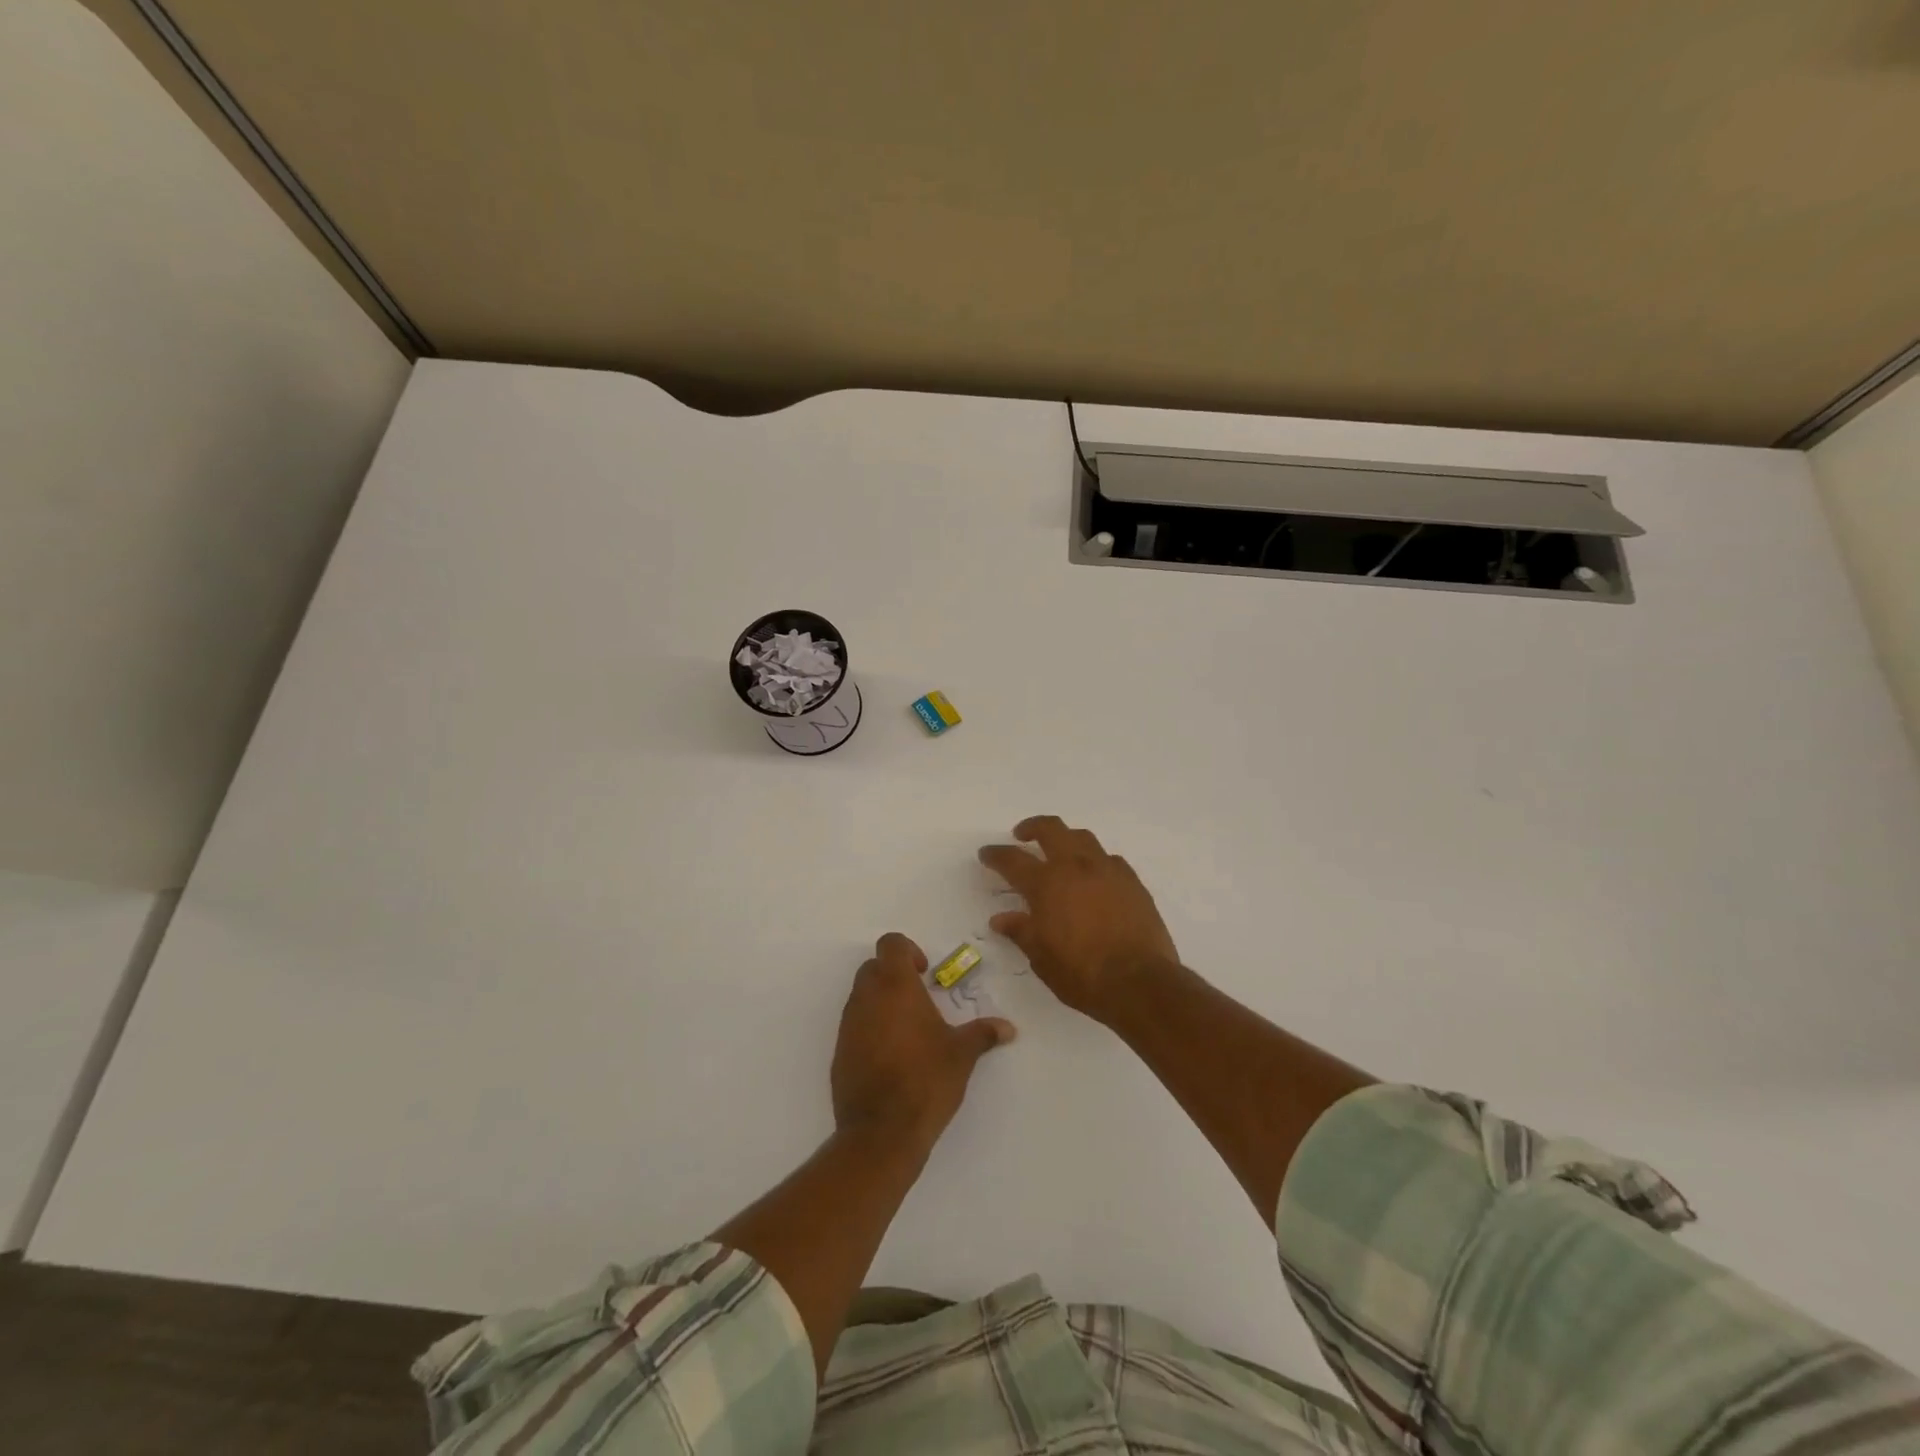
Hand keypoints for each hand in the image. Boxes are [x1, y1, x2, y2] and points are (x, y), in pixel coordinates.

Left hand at [831, 933, 1015, 1156]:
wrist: (881, 1132)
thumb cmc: (926, 1080)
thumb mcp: (962, 1055)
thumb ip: (983, 1033)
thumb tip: (1008, 1028)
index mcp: (895, 986)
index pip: (891, 944)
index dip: (908, 950)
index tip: (925, 973)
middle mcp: (866, 997)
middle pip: (873, 967)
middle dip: (894, 974)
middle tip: (919, 998)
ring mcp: (848, 1024)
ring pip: (861, 995)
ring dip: (881, 1001)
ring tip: (909, 1030)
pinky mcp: (839, 1051)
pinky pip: (854, 1025)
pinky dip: (870, 1028)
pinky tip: (892, 1056)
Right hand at [978, 816, 1179, 1023]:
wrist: (1139, 982)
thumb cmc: (1081, 973)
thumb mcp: (1041, 957)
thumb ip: (1020, 931)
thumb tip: (1000, 919)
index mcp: (1046, 884)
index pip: (1012, 860)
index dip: (996, 855)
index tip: (986, 853)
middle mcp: (1075, 867)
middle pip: (1051, 829)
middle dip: (1032, 827)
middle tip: (1022, 835)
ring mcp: (1107, 870)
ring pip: (1083, 837)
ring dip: (1066, 838)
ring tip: (1060, 850)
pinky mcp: (1132, 882)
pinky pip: (1110, 859)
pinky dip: (1096, 861)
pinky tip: (1095, 876)